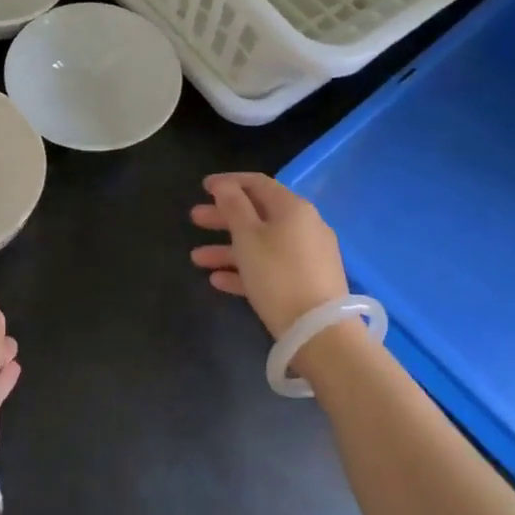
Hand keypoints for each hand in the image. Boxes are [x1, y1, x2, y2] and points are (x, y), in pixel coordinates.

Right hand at [189, 173, 348, 337]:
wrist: (319, 332)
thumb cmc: (278, 275)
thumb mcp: (248, 237)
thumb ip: (234, 207)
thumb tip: (224, 185)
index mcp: (292, 208)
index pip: (258, 183)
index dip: (229, 182)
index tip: (203, 187)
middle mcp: (304, 226)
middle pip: (258, 214)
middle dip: (224, 217)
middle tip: (194, 219)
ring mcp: (307, 255)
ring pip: (261, 244)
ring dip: (228, 248)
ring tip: (196, 258)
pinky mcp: (306, 283)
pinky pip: (270, 268)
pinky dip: (245, 270)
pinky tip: (218, 281)